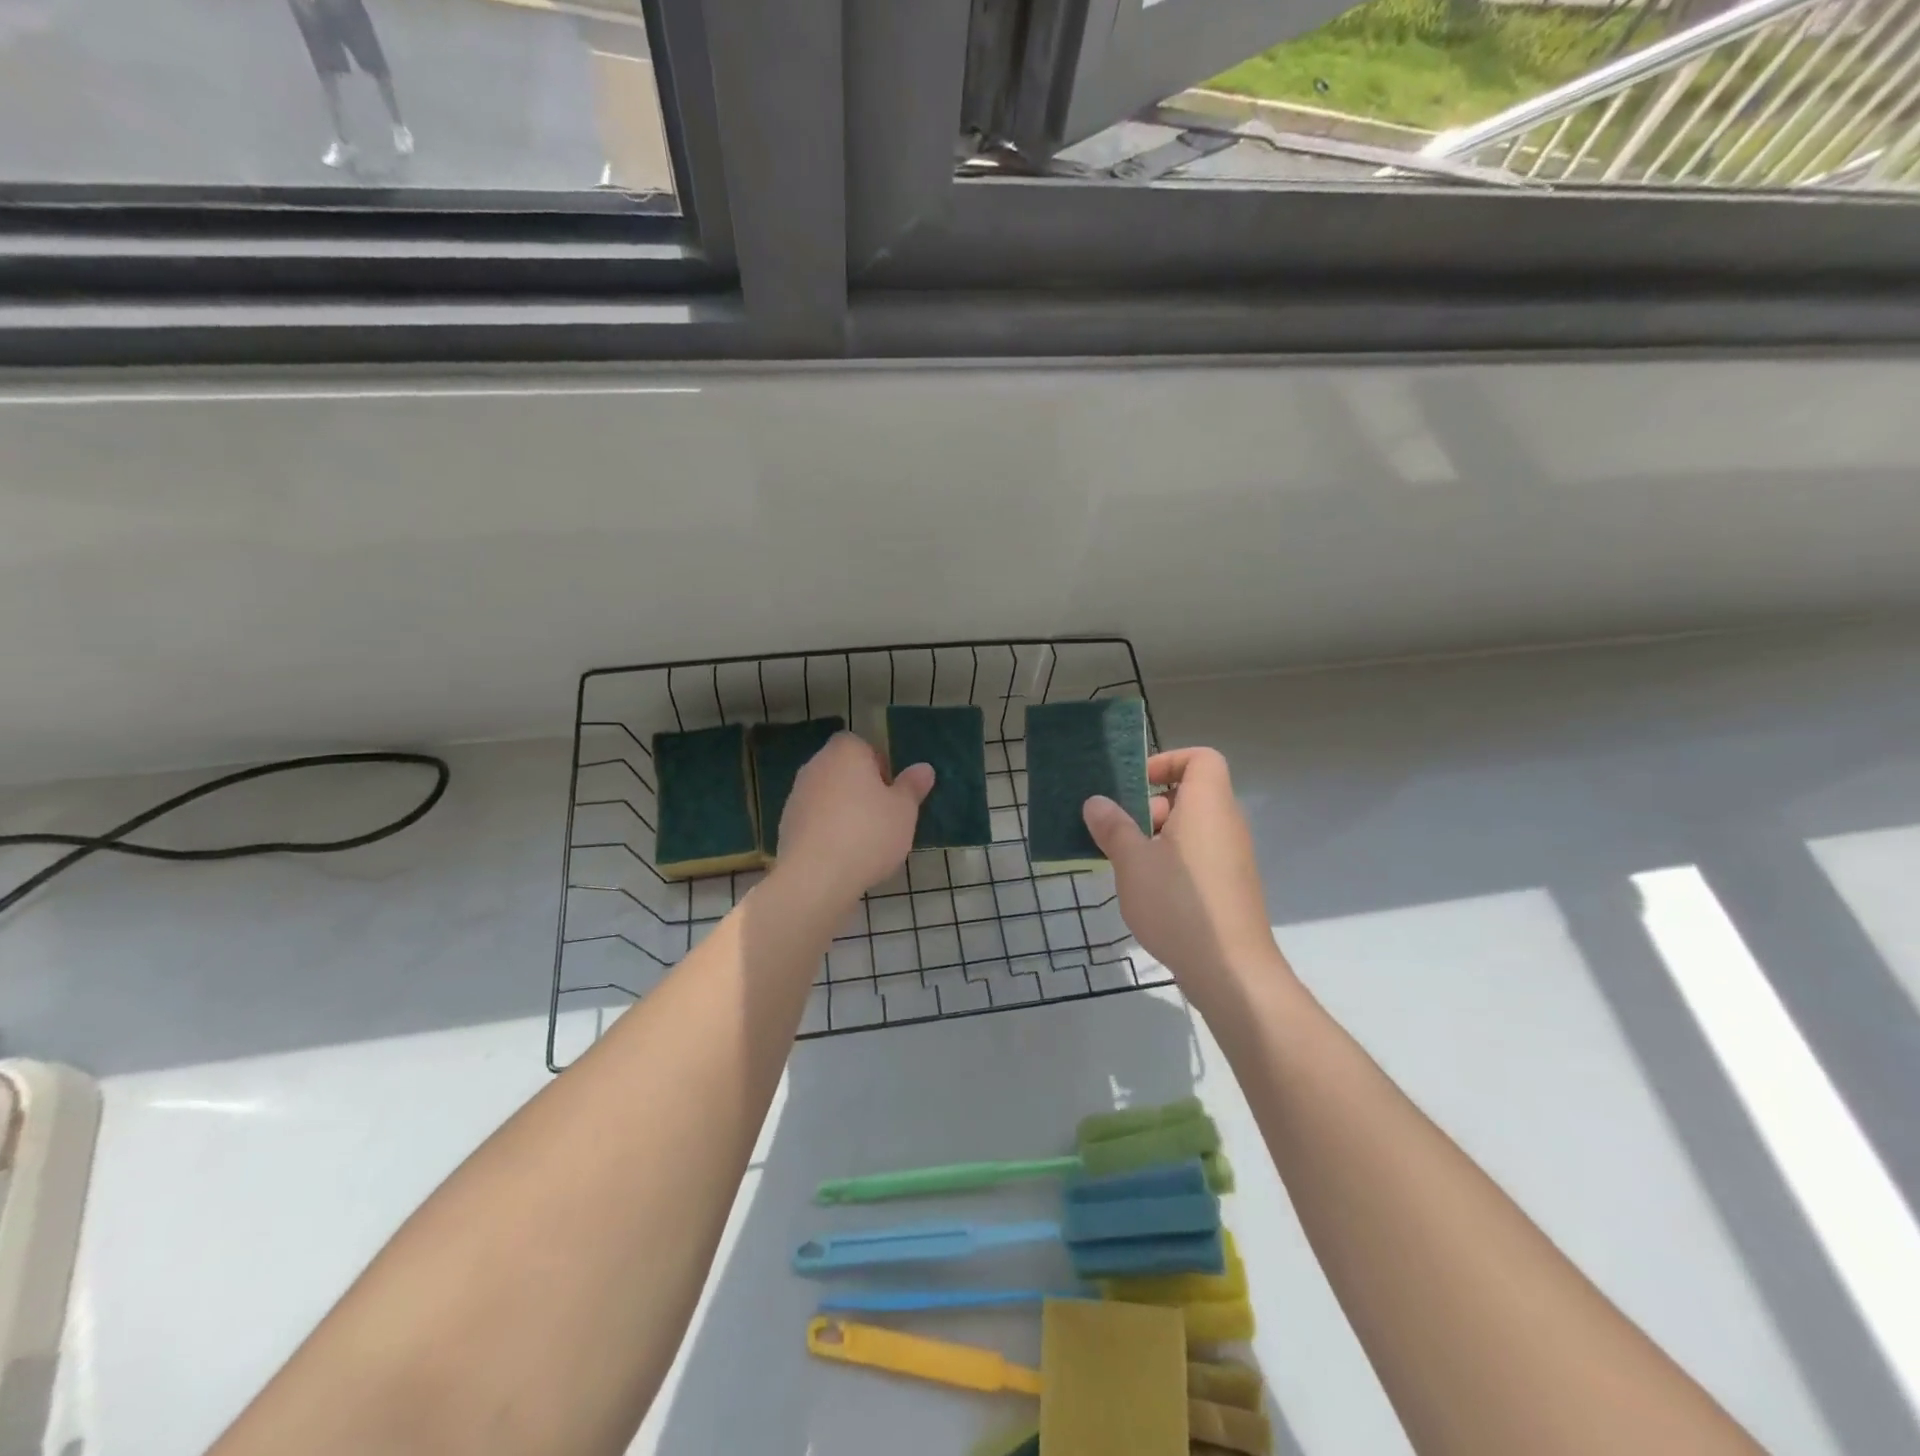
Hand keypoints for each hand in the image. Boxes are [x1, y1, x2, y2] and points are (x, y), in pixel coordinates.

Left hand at [773, 733, 933, 905]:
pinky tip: (842, 856)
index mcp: (845, 753)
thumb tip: (924, 769)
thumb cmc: (868, 833)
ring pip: (827, 796)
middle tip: (883, 815)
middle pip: (842, 770)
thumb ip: (912, 787)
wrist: (816, 877)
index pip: (861, 745)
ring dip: (842, 810)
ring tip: (864, 840)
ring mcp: (796, 796)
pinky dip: (827, 830)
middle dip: (860, 788)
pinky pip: (814, 820)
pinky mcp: (786, 826)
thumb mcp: (904, 810)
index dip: (878, 764)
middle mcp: (815, 766)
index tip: (891, 791)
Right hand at [1083, 747, 1286, 991]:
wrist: (1231, 971)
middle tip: (1119, 830)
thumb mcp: (1132, 862)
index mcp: (1207, 805)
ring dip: (1156, 836)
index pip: (1201, 758)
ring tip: (1125, 863)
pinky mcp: (1230, 886)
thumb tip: (1096, 802)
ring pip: (1191, 828)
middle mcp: (1226, 824)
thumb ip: (1113, 827)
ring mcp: (1232, 857)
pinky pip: (1199, 855)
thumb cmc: (1179, 904)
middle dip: (1150, 805)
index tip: (1136, 785)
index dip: (1168, 761)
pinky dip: (1172, 860)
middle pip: (1191, 794)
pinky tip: (1147, 890)